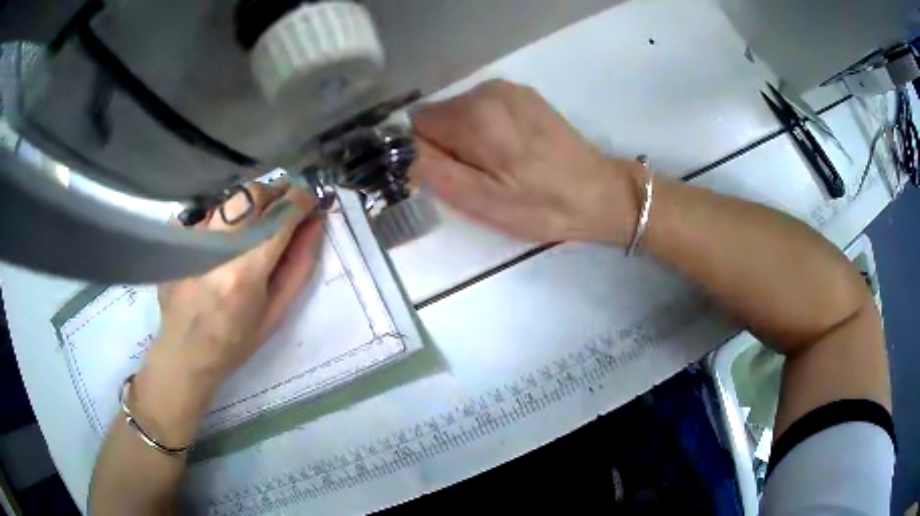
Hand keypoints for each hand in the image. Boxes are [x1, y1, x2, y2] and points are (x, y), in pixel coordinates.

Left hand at [132, 183, 324, 444]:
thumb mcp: (276, 312)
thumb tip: (315, 224)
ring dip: (250, 204)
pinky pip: (207, 211)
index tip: (310, 200)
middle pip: (252, 194)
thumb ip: (299, 266)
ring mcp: (192, 239)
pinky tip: (222, 239)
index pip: (279, 216)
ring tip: (253, 226)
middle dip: (275, 192)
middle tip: (283, 207)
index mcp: (246, 271)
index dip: (301, 200)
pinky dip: (223, 217)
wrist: (185, 352)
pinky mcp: (177, 239)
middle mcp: (217, 247)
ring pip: (230, 199)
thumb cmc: (235, 341)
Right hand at [412, 80, 644, 245]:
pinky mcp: (523, 94)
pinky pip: (483, 110)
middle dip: (446, 146)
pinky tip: (512, 151)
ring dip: (467, 139)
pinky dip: (486, 129)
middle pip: (438, 117)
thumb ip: (432, 170)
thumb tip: (399, 148)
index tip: (448, 176)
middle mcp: (487, 90)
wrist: (598, 193)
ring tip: (499, 167)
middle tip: (478, 178)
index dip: (424, 153)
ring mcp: (508, 89)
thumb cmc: (540, 205)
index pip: (416, 125)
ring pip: (460, 113)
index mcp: (474, 115)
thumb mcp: (480, 201)